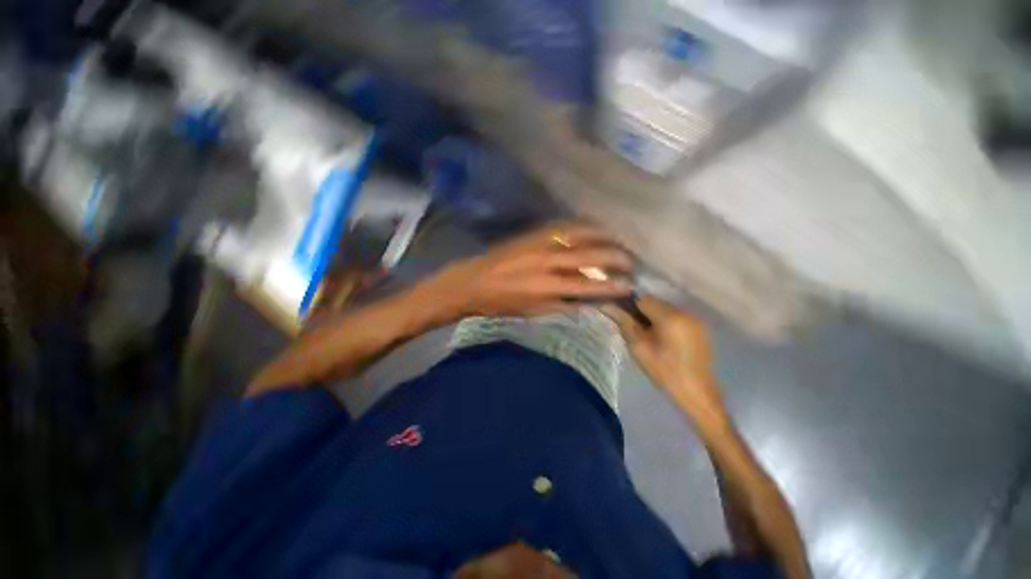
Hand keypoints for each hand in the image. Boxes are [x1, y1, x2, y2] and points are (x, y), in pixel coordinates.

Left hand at [421, 223, 632, 317]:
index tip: (630, 286)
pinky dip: (584, 226)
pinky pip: (565, 225)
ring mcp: (541, 242)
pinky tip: (595, 228)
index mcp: (547, 288)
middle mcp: (548, 262)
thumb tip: (590, 300)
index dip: (612, 287)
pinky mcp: (534, 232)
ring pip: (582, 234)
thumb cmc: (503, 303)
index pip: (589, 287)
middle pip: (591, 256)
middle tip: (631, 262)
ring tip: (619, 241)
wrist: (474, 281)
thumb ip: (564, 305)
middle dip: (616, 258)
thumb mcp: (534, 311)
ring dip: (604, 237)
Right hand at [603, 297, 726, 424]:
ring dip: (652, 315)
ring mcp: (695, 319)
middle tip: (631, 326)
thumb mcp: (638, 347)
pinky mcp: (699, 326)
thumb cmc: (664, 371)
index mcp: (670, 317)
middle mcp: (685, 312)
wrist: (696, 393)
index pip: (643, 298)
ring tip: (645, 332)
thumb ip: (624, 322)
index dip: (628, 303)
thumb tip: (607, 305)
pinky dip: (664, 320)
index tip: (619, 314)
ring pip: (665, 308)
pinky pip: (675, 315)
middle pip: (655, 301)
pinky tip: (660, 336)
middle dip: (641, 310)